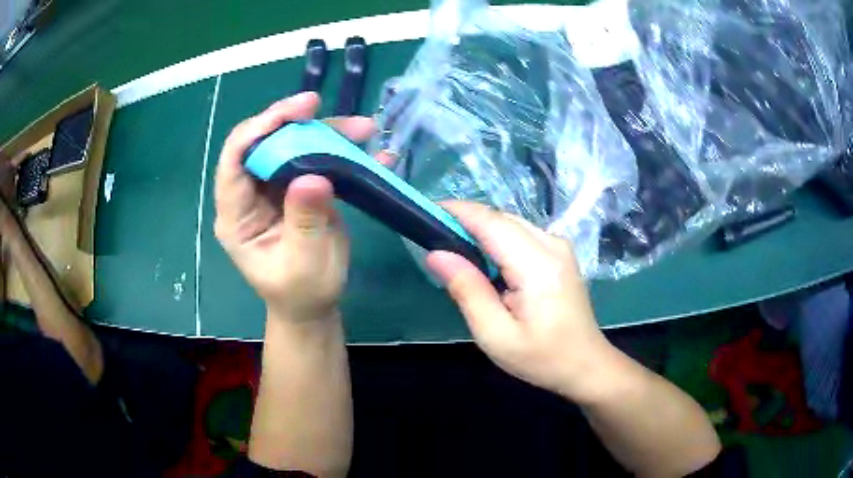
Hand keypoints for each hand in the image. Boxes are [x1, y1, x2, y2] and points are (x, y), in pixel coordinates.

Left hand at [214, 92, 374, 321]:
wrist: (313, 305)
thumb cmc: (302, 293)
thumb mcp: (303, 264)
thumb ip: (304, 222)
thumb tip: (314, 176)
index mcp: (236, 215)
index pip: (235, 160)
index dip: (260, 129)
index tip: (295, 112)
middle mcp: (249, 193)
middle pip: (263, 142)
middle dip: (293, 121)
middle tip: (325, 110)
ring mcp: (273, 188)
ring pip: (291, 143)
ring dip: (324, 131)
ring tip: (363, 129)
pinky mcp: (297, 186)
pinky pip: (314, 156)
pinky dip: (339, 147)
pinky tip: (368, 147)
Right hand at [426, 201, 615, 401]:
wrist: (585, 364)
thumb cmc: (541, 358)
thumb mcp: (495, 335)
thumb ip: (467, 290)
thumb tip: (436, 254)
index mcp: (537, 265)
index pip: (490, 222)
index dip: (457, 211)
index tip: (425, 214)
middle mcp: (552, 244)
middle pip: (500, 218)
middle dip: (465, 221)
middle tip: (435, 241)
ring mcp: (559, 246)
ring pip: (510, 223)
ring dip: (481, 231)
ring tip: (456, 253)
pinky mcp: (560, 252)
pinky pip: (521, 234)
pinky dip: (497, 240)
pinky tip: (486, 263)